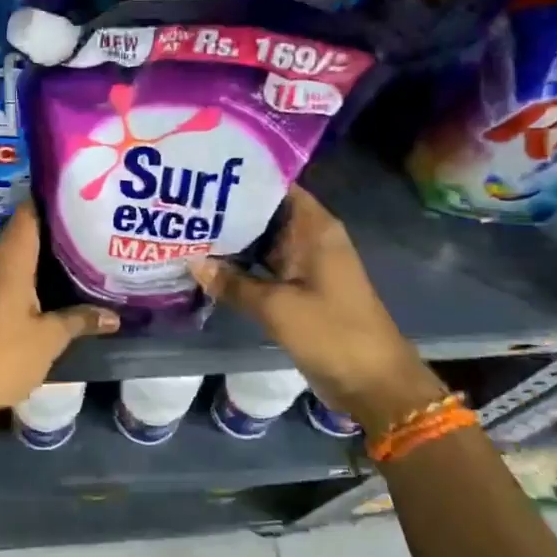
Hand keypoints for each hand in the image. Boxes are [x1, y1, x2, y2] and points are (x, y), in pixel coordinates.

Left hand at [0, 203, 119, 413]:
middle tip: (85, 240)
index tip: (78, 202)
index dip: (52, 203)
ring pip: (8, 261)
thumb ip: (80, 320)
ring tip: (70, 268)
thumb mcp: (48, 340)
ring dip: (34, 263)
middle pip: (20, 236)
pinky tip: (40, 297)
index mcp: (8, 258)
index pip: (29, 213)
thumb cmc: (1, 354)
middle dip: (51, 238)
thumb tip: (113, 316)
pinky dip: (18, 283)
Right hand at [188, 186, 443, 436]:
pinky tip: (204, 264)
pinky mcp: (296, 290)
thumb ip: (233, 283)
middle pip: (264, 213)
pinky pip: (262, 268)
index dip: (242, 178)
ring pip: (260, 242)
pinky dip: (238, 266)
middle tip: (183, 202)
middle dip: (227, 209)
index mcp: (315, 228)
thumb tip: (191, 262)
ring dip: (230, 240)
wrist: (374, 384)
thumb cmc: (332, 332)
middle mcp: (309, 239)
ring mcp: (303, 265)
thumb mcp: (277, 306)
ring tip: (185, 227)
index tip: (204, 172)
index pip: (276, 186)